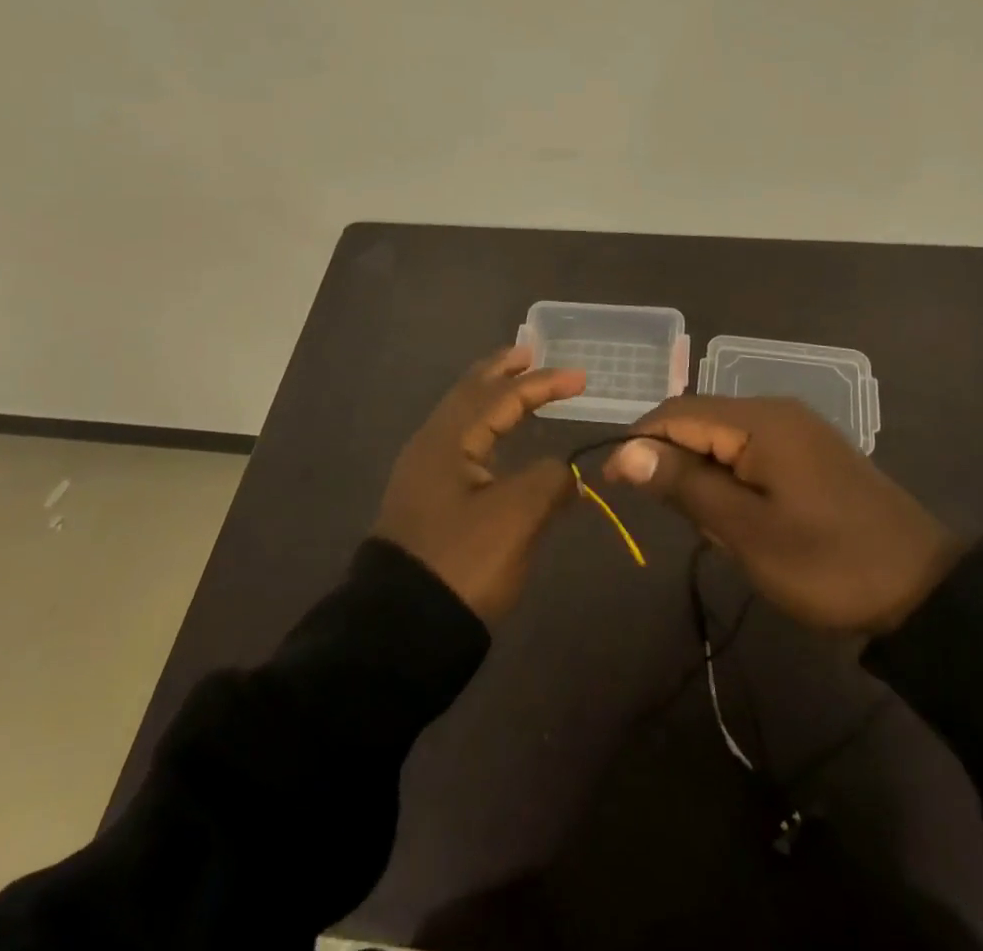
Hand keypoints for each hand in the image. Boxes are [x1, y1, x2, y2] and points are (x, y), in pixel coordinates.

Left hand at [373, 345, 585, 622]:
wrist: (400, 630)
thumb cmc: (462, 562)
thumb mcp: (517, 518)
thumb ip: (549, 481)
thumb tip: (565, 472)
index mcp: (449, 439)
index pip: (502, 396)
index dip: (544, 383)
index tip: (582, 379)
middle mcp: (431, 446)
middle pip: (470, 393)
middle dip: (502, 371)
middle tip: (530, 353)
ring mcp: (424, 474)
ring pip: (462, 418)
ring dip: (491, 397)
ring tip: (516, 386)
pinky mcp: (426, 501)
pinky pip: (460, 445)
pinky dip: (484, 427)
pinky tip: (497, 441)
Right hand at [604, 397, 962, 634]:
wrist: (922, 590)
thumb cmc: (827, 563)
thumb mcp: (746, 531)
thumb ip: (684, 484)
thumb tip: (626, 449)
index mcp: (759, 421)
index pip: (676, 413)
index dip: (637, 442)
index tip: (611, 486)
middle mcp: (775, 410)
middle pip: (699, 421)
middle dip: (676, 465)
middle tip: (684, 523)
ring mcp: (796, 430)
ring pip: (723, 440)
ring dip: (705, 478)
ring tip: (719, 531)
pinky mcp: (809, 452)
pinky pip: (751, 453)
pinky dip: (732, 482)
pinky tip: (744, 520)